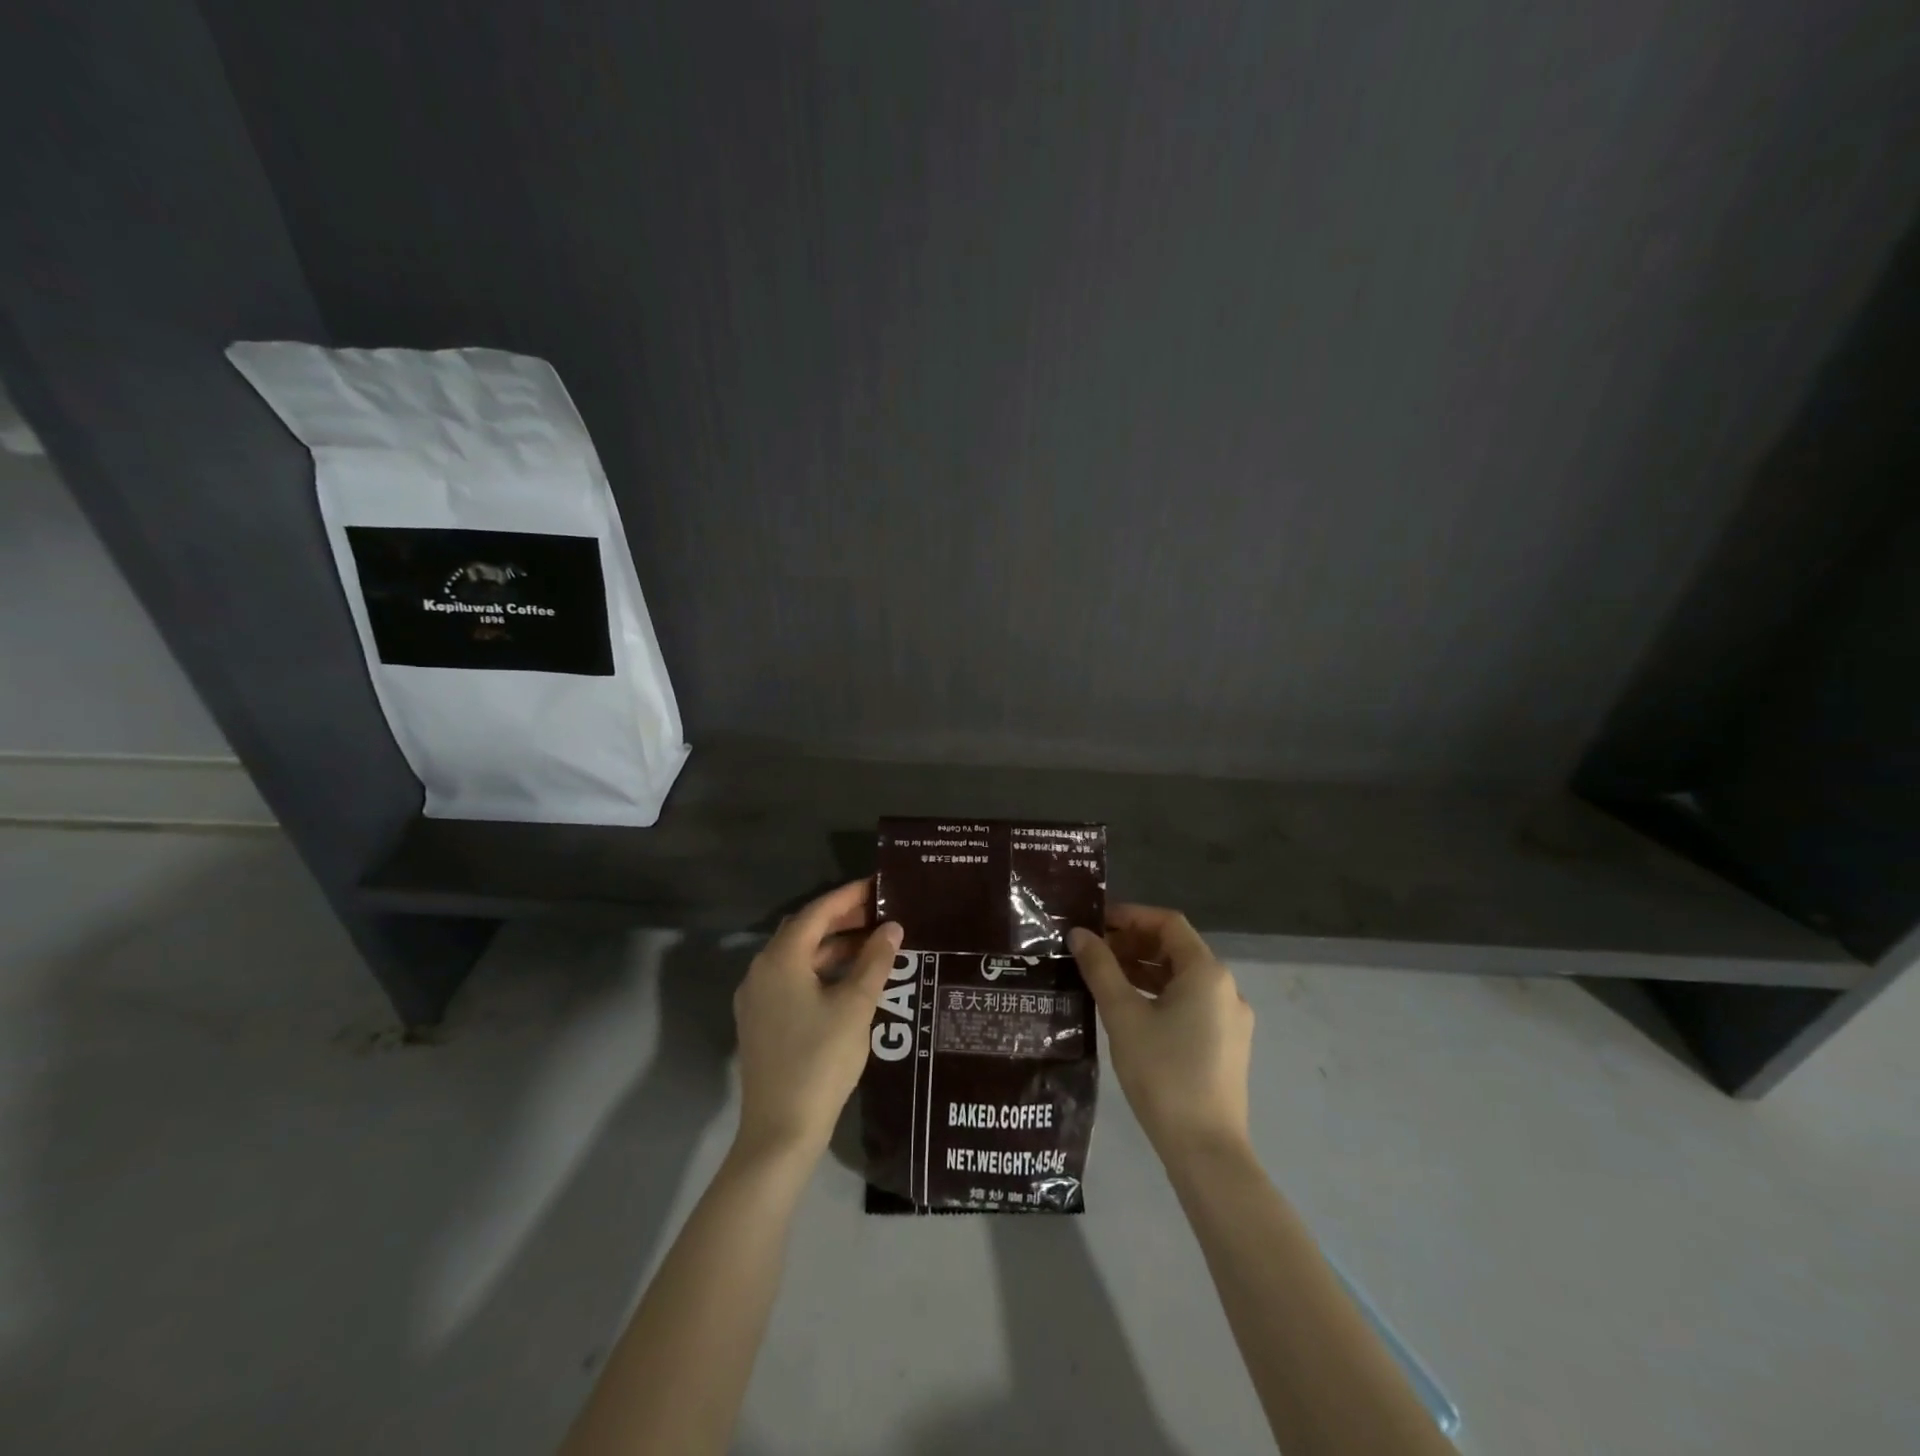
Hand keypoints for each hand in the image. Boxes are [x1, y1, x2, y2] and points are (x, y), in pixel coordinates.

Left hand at [732, 879, 902, 1161]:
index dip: (848, 896)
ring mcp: (757, 999)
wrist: (780, 1130)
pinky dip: (820, 970)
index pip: (816, 913)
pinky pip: (792, 979)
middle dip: (841, 919)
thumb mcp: (855, 1006)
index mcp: (780, 960)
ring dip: (832, 946)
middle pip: (804, 931)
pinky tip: (849, 979)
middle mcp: (761, 971)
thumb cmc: (820, 1060)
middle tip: (879, 912)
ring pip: (798, 957)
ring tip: (872, 943)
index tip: (877, 886)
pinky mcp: (761, 1022)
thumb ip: (875, 962)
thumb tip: (892, 927)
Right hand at [1069, 905, 1253, 1161]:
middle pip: (1177, 949)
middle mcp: (1226, 988)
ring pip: (1183, 978)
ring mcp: (1231, 1019)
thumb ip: (1100, 968)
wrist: (1206, 1150)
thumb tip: (1079, 934)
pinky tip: (1131, 1012)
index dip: (1131, 916)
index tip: (1096, 923)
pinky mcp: (1227, 1045)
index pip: (1168, 923)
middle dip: (1134, 944)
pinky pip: (1191, 1004)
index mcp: (1207, 972)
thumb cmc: (1163, 1073)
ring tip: (1104, 979)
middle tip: (1093, 952)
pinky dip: (1160, 996)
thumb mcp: (1123, 1015)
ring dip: (1144, 971)